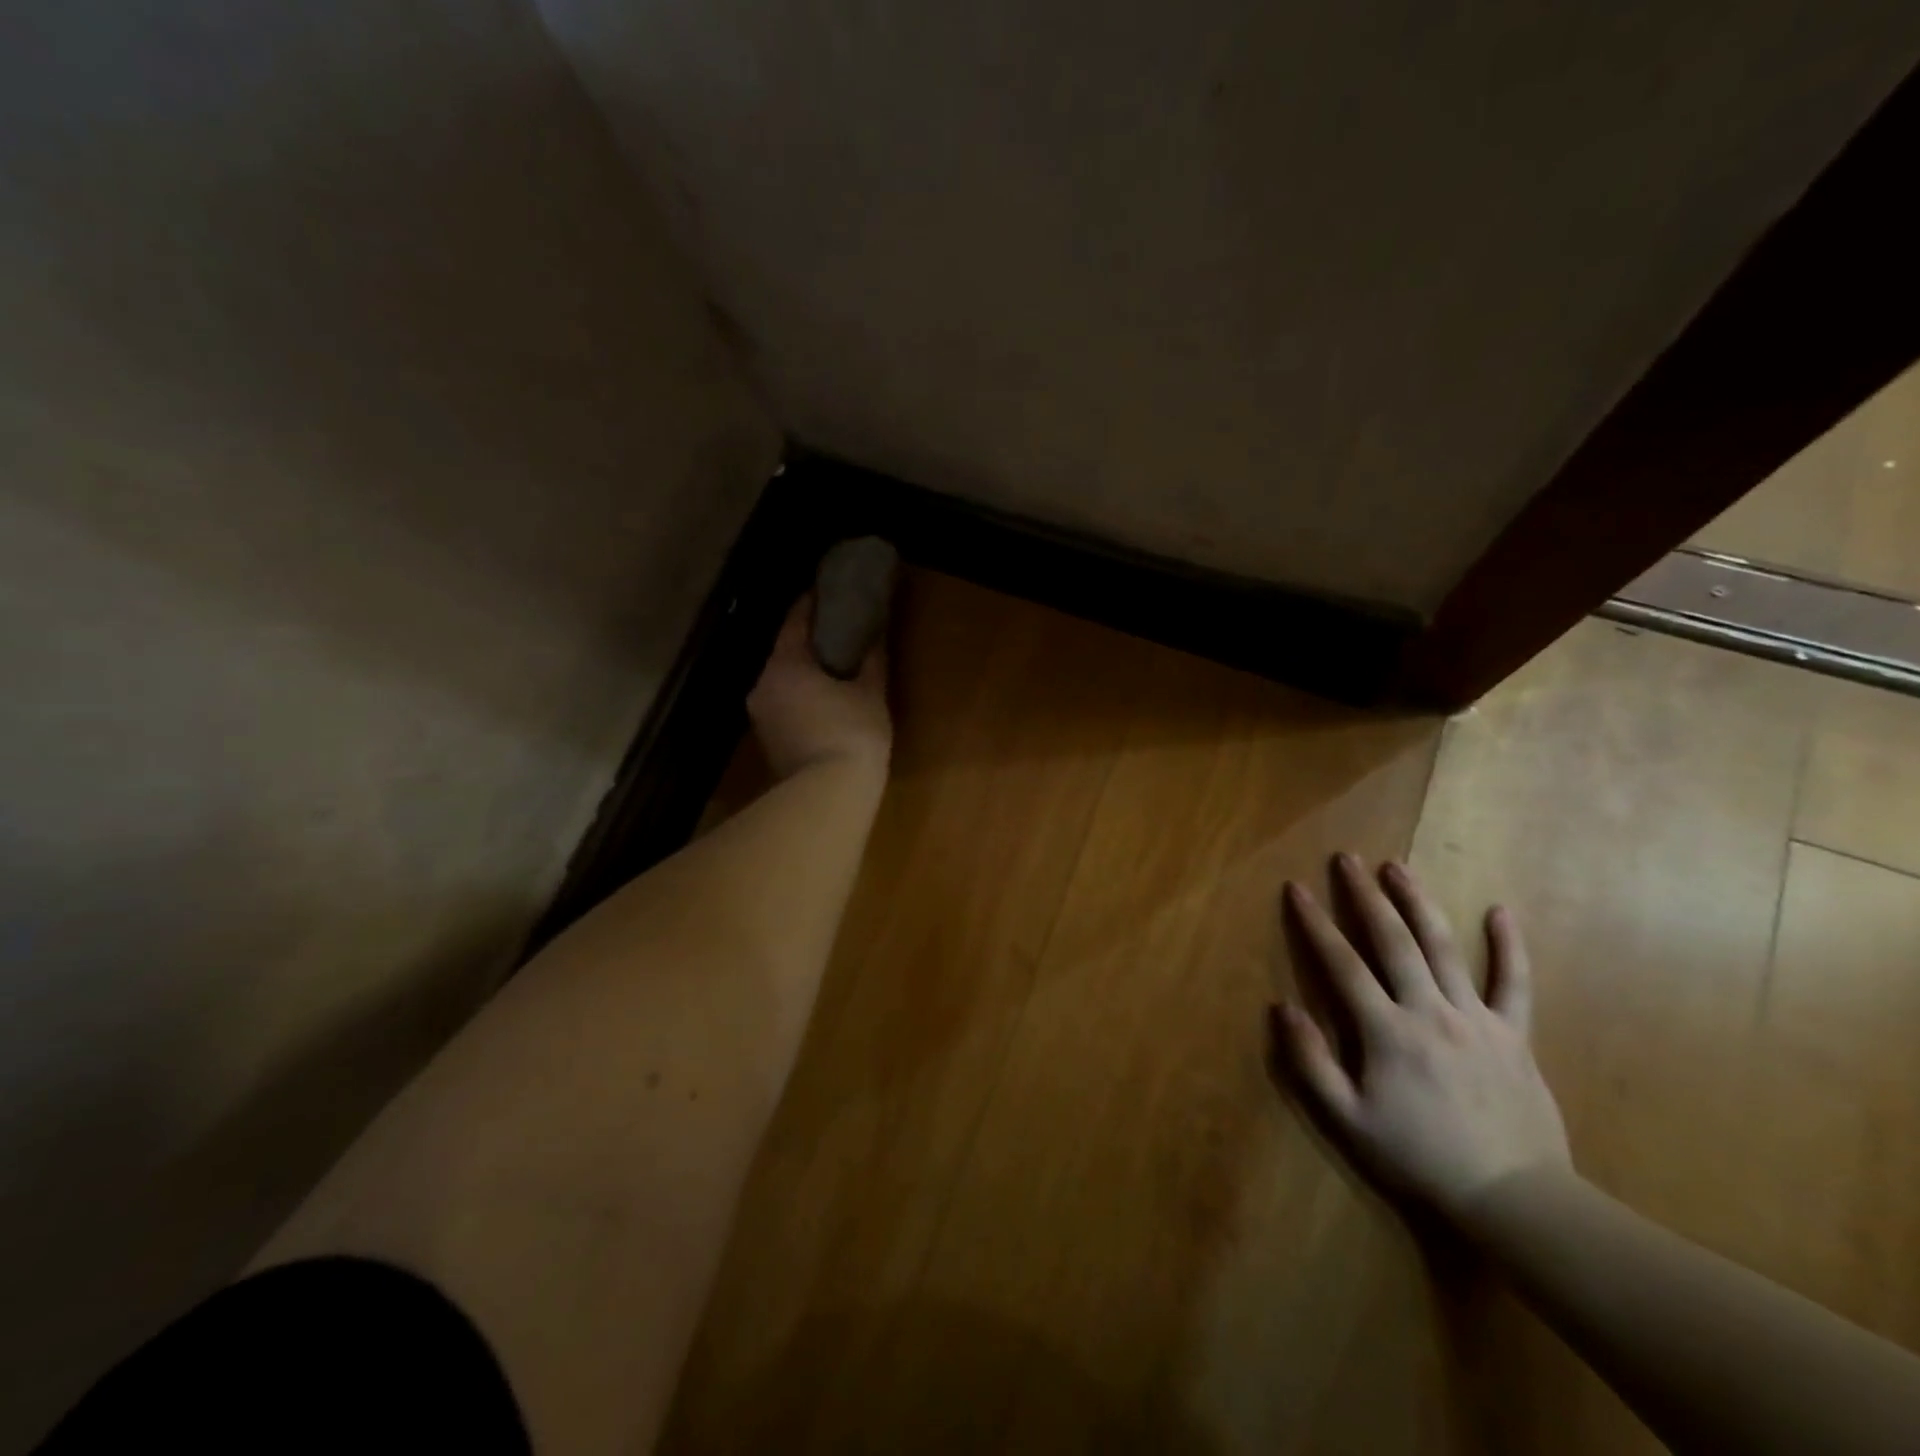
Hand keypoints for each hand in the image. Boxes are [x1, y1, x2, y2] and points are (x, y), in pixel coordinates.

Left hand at [747, 594, 891, 780]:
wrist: (828, 795)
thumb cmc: (852, 734)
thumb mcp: (871, 694)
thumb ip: (872, 660)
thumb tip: (876, 634)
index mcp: (785, 664)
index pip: (795, 621)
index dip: (811, 604)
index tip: (827, 592)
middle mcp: (763, 683)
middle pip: (784, 651)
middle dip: (808, 641)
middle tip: (837, 632)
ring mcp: (760, 715)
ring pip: (781, 681)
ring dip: (803, 672)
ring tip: (832, 668)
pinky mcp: (765, 740)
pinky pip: (782, 704)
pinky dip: (799, 696)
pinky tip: (822, 701)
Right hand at [1273, 854, 1570, 1220]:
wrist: (1514, 1199)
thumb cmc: (1419, 1158)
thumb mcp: (1348, 1119)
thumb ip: (1311, 1062)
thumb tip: (1281, 1006)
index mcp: (1387, 1031)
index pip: (1342, 964)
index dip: (1315, 923)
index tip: (1297, 888)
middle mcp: (1429, 1011)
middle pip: (1393, 941)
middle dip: (1366, 896)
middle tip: (1348, 859)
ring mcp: (1476, 1019)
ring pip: (1443, 948)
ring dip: (1418, 903)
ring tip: (1398, 867)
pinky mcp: (1514, 1035)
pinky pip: (1514, 984)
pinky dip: (1509, 946)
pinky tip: (1501, 912)